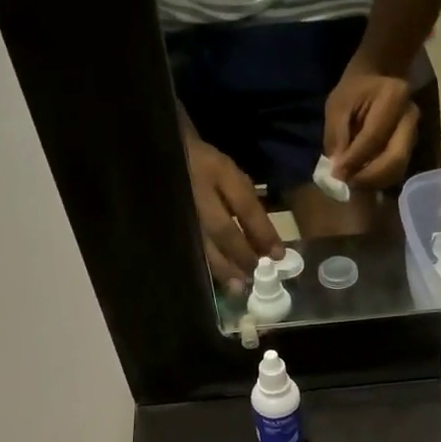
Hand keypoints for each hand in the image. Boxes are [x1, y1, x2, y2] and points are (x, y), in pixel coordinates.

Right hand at [184, 134, 282, 291]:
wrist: (162, 155)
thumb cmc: (205, 165)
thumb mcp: (229, 172)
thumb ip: (247, 204)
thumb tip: (265, 245)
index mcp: (217, 171)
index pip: (245, 206)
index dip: (263, 232)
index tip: (278, 255)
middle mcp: (198, 191)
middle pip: (223, 230)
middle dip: (242, 255)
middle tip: (257, 275)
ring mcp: (180, 209)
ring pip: (203, 245)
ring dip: (223, 268)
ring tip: (238, 287)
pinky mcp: (170, 225)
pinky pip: (190, 249)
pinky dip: (206, 266)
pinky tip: (218, 280)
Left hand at [324, 59, 419, 189]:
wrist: (378, 79)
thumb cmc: (354, 91)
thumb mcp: (338, 106)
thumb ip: (337, 136)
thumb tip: (339, 171)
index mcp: (394, 97)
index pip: (374, 138)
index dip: (354, 160)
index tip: (336, 174)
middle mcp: (410, 117)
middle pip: (395, 159)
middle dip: (368, 177)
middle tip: (347, 183)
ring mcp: (414, 134)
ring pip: (398, 170)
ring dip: (374, 183)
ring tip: (352, 182)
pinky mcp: (411, 148)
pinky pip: (396, 172)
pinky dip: (378, 181)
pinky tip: (362, 179)